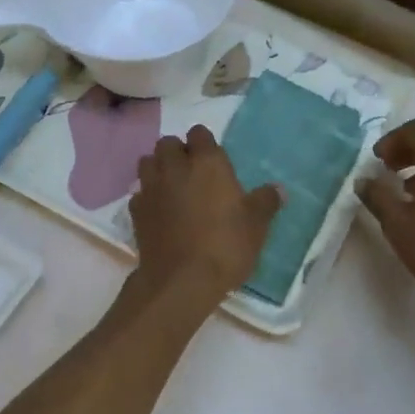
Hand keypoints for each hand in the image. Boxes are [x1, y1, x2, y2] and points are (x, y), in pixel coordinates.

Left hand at [130, 126, 281, 300]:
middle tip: (192, 172)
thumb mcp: (256, 225)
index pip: (199, 133)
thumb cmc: (225, 245)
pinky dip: (147, 197)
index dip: (205, 143)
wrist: (182, 280)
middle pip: (168, 143)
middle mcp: (175, 167)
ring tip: (172, 187)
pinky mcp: (136, 211)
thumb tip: (278, 189)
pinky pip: (139, 193)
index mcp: (207, 163)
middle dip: (177, 152)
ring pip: (148, 162)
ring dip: (158, 168)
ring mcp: (151, 188)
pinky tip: (158, 211)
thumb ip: (266, 202)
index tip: (213, 159)